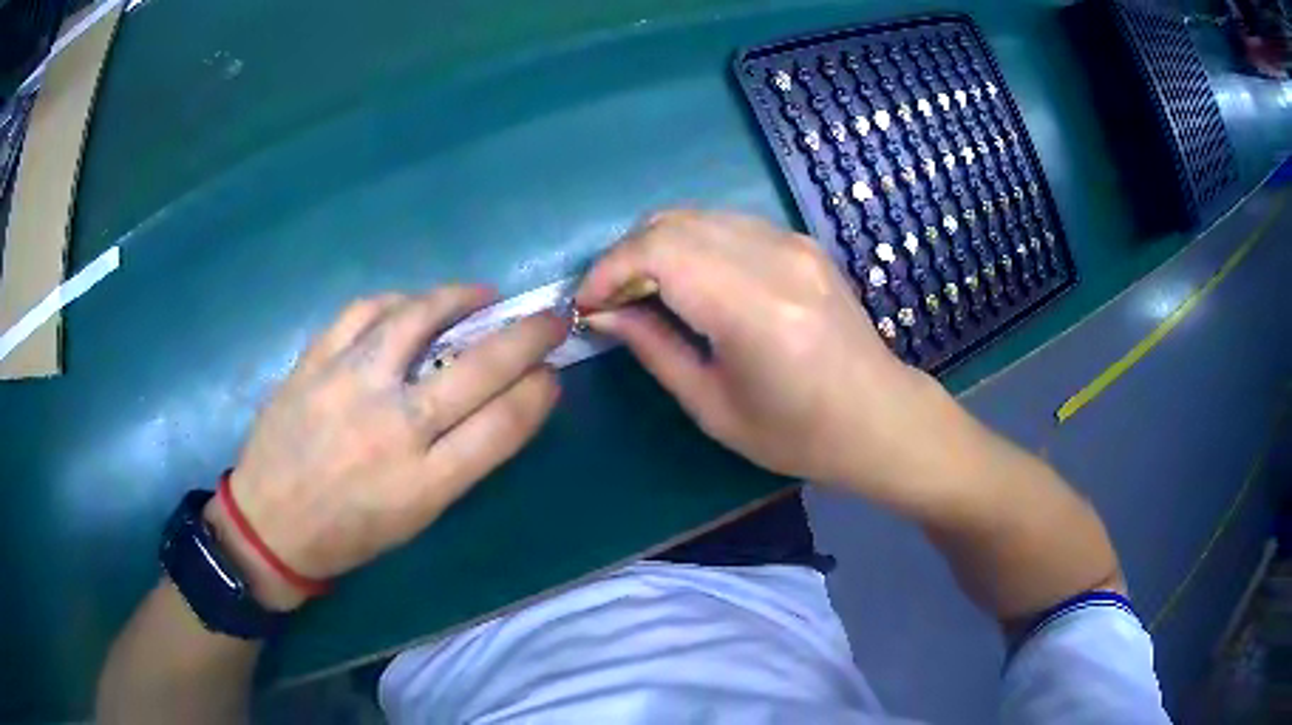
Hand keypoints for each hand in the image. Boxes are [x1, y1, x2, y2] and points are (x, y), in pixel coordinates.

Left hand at [206, 287, 564, 609]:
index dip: (538, 391)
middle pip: (477, 368)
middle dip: (528, 336)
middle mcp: (392, 429)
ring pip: (418, 321)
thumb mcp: (416, 517)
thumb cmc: (350, 534)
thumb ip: (460, 460)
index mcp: (424, 484)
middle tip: (550, 318)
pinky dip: (397, 301)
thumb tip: (501, 404)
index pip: (502, 425)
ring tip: (484, 294)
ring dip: (462, 299)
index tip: (553, 373)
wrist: (270, 525)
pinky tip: (412, 304)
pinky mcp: (315, 363)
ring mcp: (349, 386)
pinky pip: (363, 312)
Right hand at [576, 210, 959, 511]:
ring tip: (644, 291)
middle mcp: (777, 260)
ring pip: (698, 215)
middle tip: (612, 300)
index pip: (660, 251)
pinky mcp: (802, 241)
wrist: (878, 417)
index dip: (609, 269)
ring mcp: (795, 243)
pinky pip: (727, 224)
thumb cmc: (796, 434)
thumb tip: (602, 314)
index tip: (587, 304)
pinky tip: (689, 280)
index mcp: (756, 310)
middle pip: (674, 222)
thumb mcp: (713, 407)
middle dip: (627, 255)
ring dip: (657, 245)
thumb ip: (653, 348)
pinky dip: (692, 243)